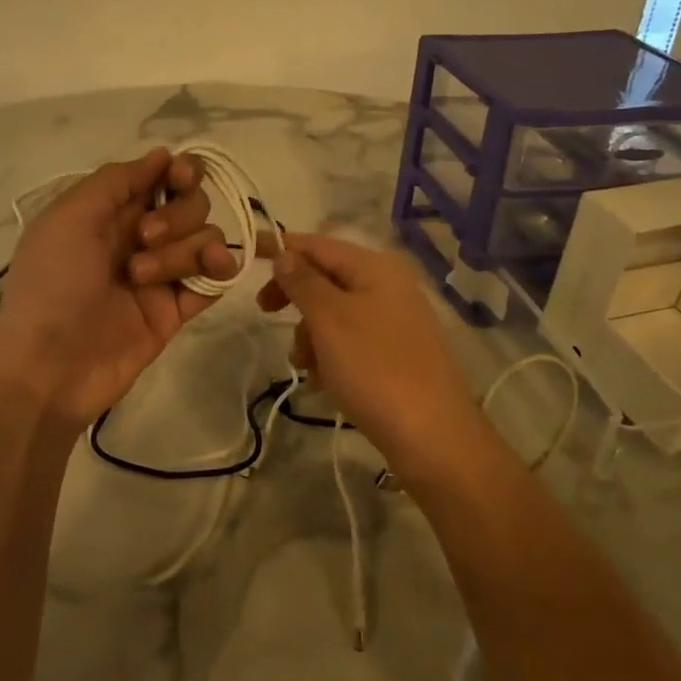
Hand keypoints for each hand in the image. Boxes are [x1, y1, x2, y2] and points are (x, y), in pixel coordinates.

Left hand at [0, 147, 237, 428]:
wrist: (49, 366)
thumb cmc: (51, 283)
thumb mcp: (70, 217)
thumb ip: (117, 181)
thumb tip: (163, 155)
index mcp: (110, 211)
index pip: (161, 177)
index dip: (180, 172)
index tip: (180, 178)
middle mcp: (139, 237)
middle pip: (190, 204)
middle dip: (176, 215)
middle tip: (143, 238)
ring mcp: (161, 274)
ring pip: (205, 238)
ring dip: (182, 249)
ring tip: (142, 278)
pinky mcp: (176, 309)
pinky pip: (214, 278)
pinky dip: (220, 267)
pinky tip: (214, 268)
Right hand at [258, 233, 479, 467]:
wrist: (432, 436)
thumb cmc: (375, 368)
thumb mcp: (329, 319)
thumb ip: (303, 281)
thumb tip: (285, 253)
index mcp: (375, 267)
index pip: (318, 244)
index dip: (282, 247)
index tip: (248, 254)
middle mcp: (389, 286)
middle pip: (327, 278)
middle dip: (295, 297)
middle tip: (265, 312)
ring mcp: (396, 321)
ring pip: (335, 313)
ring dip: (310, 334)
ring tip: (305, 366)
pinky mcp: (397, 354)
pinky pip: (352, 341)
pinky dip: (331, 355)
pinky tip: (324, 382)